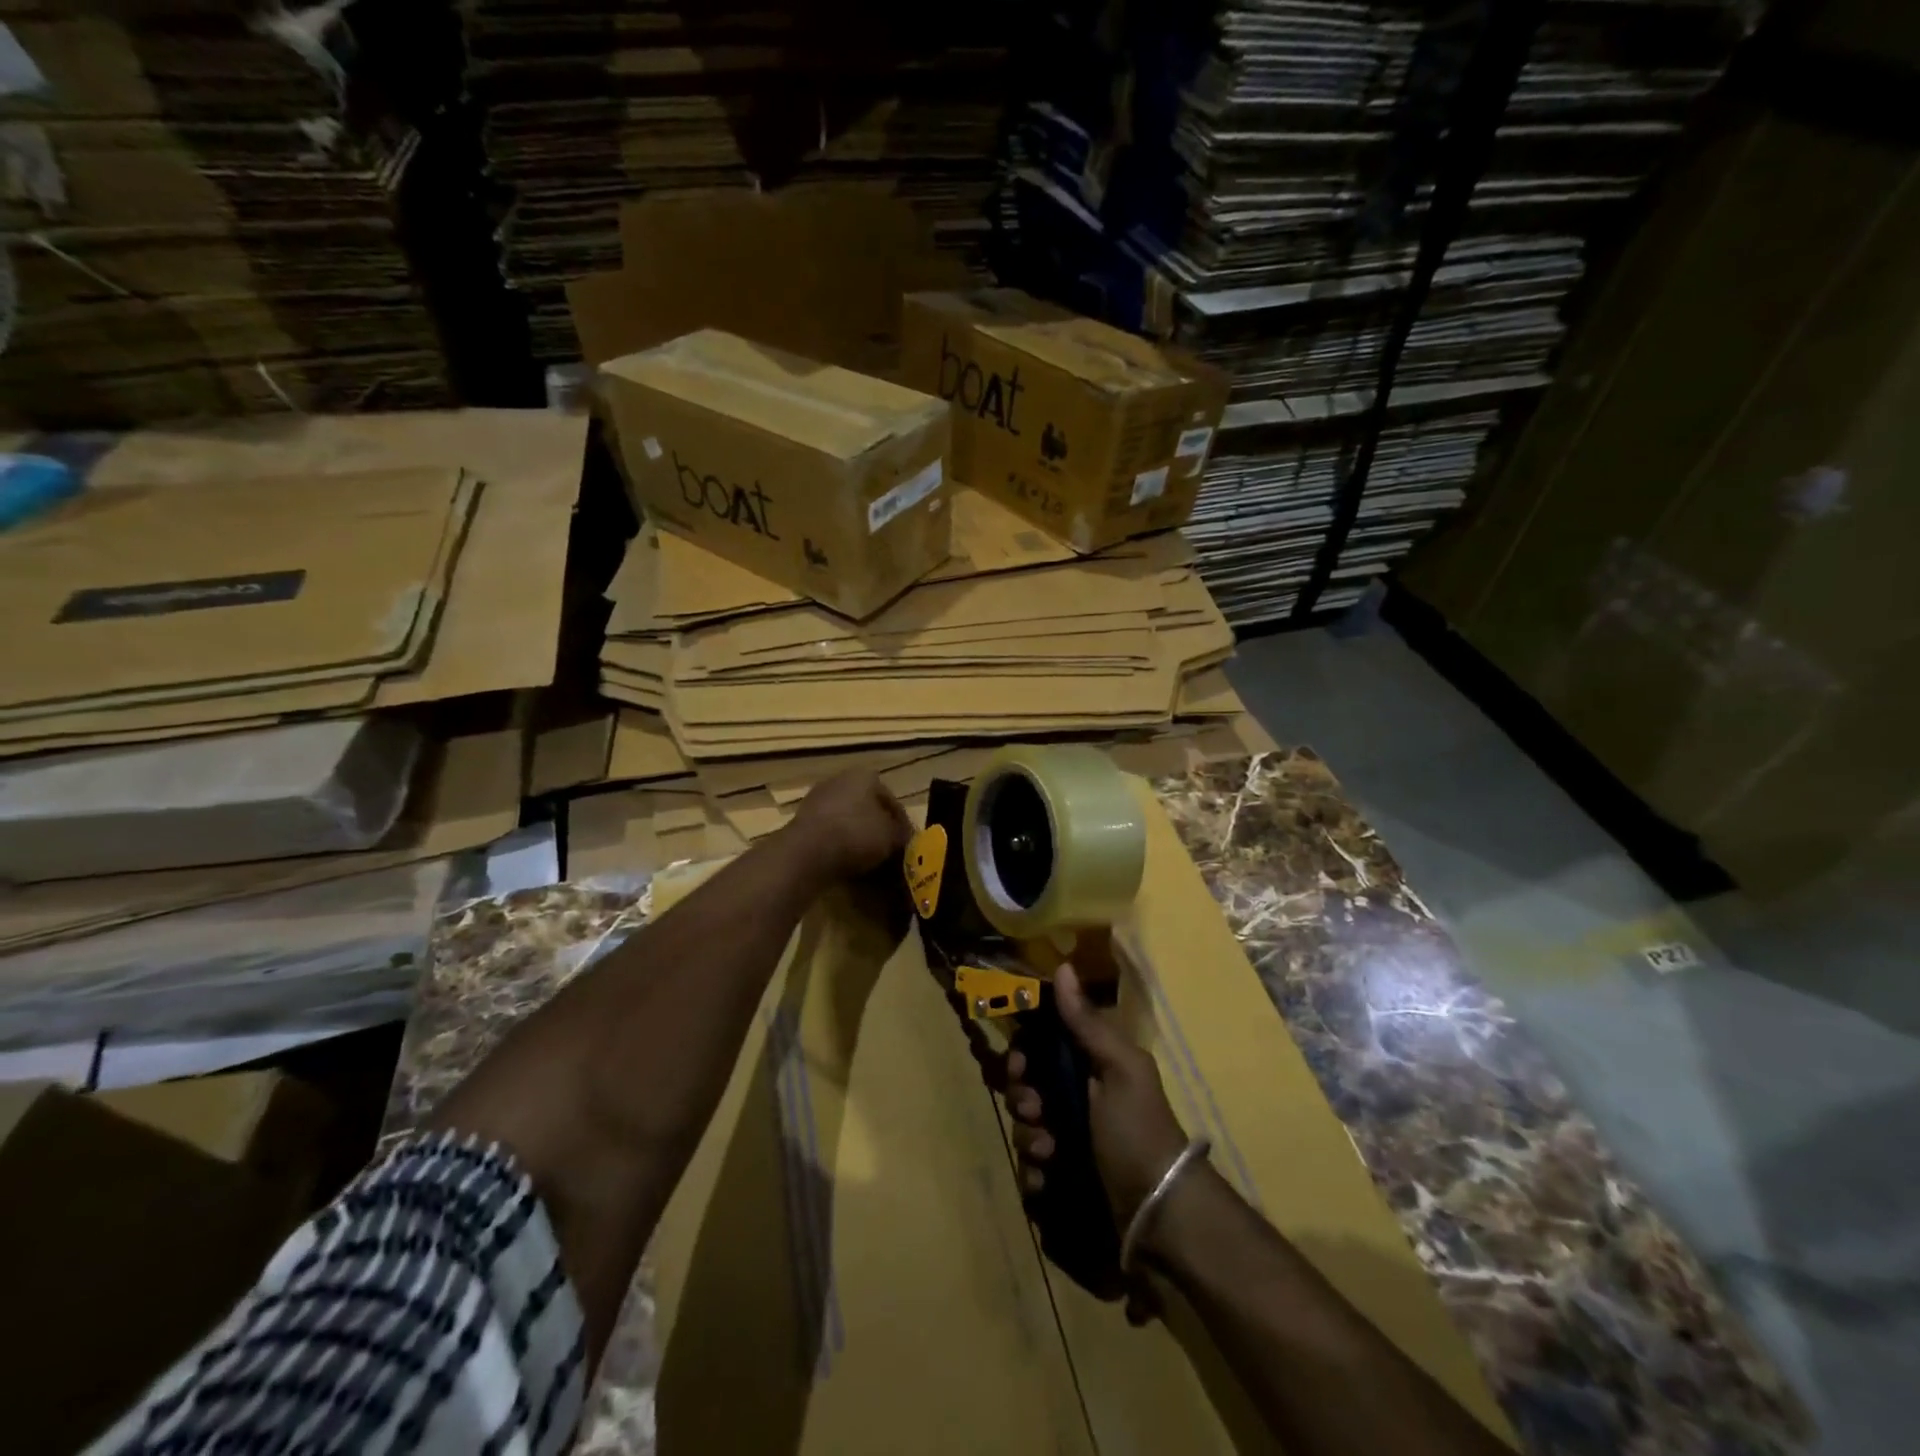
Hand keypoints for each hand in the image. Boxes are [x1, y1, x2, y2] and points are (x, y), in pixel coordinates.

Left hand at [786, 770, 912, 882]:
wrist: (808, 851)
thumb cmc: (857, 834)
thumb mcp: (891, 836)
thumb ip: (902, 835)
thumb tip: (906, 839)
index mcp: (864, 776)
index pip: (891, 800)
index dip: (902, 824)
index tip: (907, 844)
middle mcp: (839, 780)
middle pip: (867, 807)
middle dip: (878, 827)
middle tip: (889, 850)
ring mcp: (817, 799)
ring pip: (847, 819)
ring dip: (858, 836)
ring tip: (869, 860)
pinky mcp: (802, 820)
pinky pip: (830, 832)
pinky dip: (840, 844)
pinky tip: (847, 862)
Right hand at [1005, 962, 1188, 1245]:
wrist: (1161, 1216)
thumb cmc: (1139, 1131)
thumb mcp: (1119, 1069)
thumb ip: (1087, 1023)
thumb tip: (1063, 967)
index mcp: (1090, 1071)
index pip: (1040, 1051)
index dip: (1023, 1056)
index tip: (1020, 1066)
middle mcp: (1076, 1104)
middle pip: (1025, 1091)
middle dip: (1022, 1101)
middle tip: (1035, 1112)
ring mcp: (1068, 1147)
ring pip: (1023, 1133)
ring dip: (1028, 1141)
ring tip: (1050, 1154)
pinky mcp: (1062, 1186)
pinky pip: (1030, 1176)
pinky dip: (1035, 1179)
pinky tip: (1048, 1183)